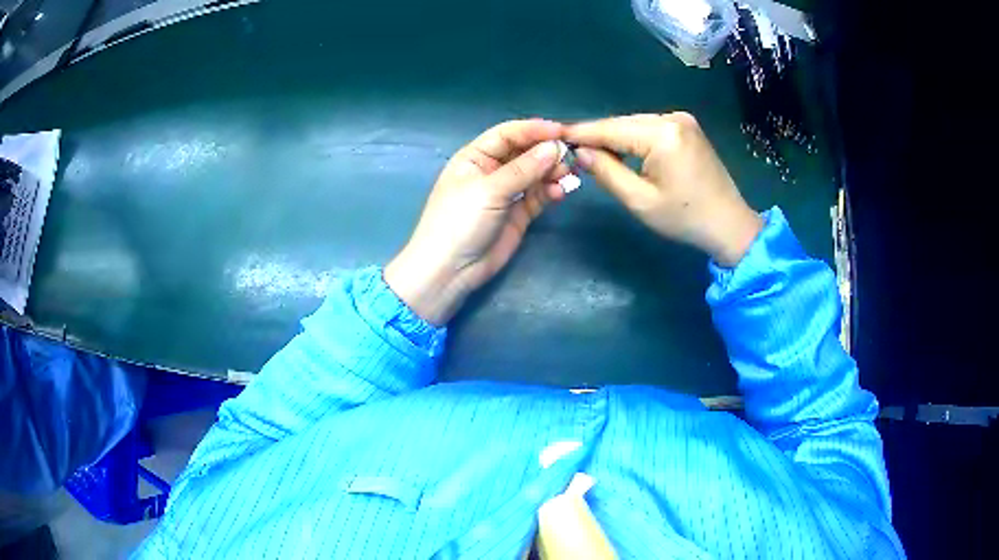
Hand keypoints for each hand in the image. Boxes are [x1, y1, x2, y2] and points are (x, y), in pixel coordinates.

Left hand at [385, 119, 568, 324]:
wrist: (450, 270)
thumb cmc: (459, 222)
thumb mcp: (488, 190)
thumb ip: (523, 169)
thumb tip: (554, 147)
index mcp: (475, 157)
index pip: (507, 134)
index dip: (533, 130)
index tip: (561, 131)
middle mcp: (491, 171)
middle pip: (524, 153)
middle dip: (546, 151)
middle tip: (571, 154)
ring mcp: (506, 193)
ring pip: (535, 174)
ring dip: (552, 171)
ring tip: (569, 173)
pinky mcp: (518, 214)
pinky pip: (538, 196)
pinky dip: (551, 191)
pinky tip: (561, 191)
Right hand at [565, 113, 762, 266]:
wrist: (729, 223)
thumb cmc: (685, 218)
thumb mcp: (640, 201)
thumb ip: (606, 172)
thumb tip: (580, 152)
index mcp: (662, 135)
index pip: (610, 128)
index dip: (581, 132)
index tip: (554, 136)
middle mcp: (672, 118)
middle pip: (622, 123)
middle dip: (597, 135)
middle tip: (571, 149)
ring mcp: (682, 120)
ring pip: (635, 124)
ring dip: (614, 137)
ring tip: (592, 152)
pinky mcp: (687, 127)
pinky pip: (650, 127)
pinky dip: (633, 137)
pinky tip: (621, 150)